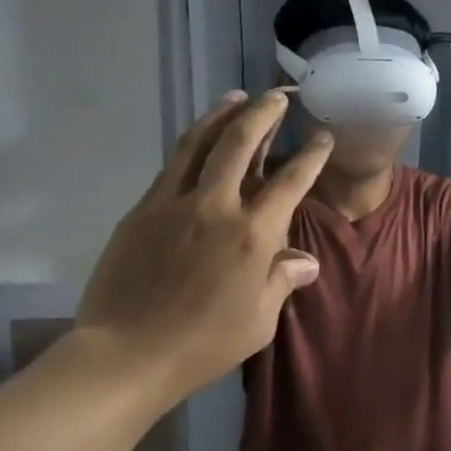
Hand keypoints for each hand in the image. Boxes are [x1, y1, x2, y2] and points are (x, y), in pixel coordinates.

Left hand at [74, 90, 331, 402]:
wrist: (127, 353)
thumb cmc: (204, 344)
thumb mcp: (259, 320)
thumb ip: (282, 281)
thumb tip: (305, 261)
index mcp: (252, 235)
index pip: (290, 183)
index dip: (310, 156)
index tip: (323, 137)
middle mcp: (215, 207)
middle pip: (239, 144)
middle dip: (262, 114)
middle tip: (276, 97)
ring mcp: (172, 204)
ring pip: (198, 143)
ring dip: (220, 115)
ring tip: (235, 97)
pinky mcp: (141, 211)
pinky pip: (171, 166)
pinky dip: (191, 145)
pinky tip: (198, 142)